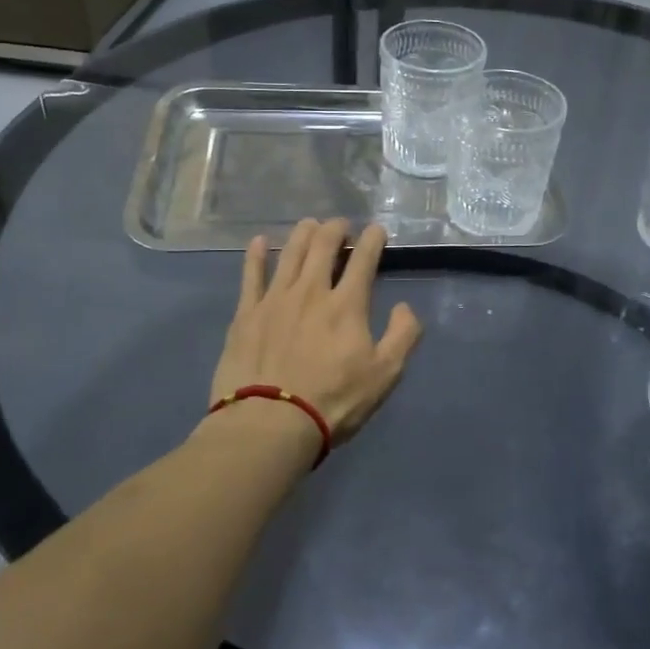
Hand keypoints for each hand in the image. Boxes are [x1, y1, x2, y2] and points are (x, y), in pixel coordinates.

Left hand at [210, 219, 422, 448]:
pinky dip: (257, 255)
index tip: (377, 230)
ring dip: (304, 233)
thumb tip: (403, 307)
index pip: (364, 259)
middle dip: (336, 228)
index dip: (373, 239)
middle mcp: (311, 291)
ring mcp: (275, 299)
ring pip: (291, 252)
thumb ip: (403, 336)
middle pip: (324, 245)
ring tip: (310, 225)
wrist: (269, 424)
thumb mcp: (385, 375)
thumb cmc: (333, 401)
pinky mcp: (246, 314)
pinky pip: (250, 275)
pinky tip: (260, 242)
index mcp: (347, 304)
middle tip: (342, 226)